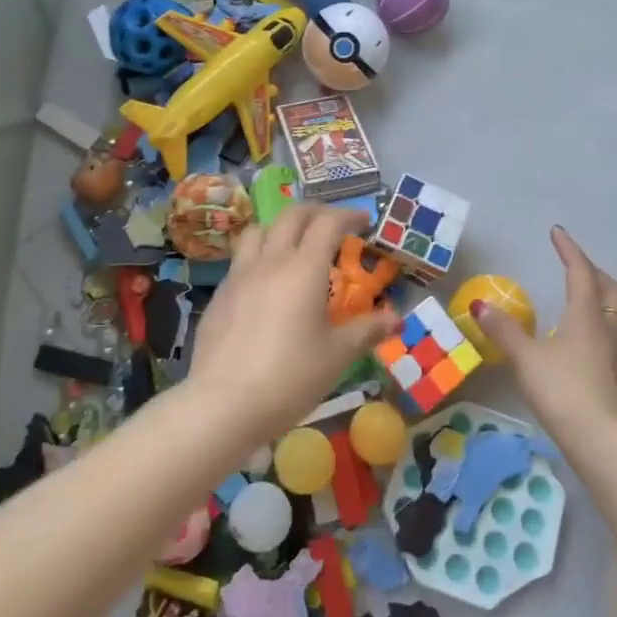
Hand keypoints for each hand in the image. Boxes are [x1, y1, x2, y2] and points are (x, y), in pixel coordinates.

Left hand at [185, 205, 393, 444]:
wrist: (223, 403)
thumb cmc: (290, 377)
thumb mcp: (337, 356)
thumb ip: (367, 331)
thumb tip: (396, 319)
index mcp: (304, 268)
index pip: (328, 223)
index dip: (349, 215)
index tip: (365, 221)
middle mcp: (270, 261)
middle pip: (292, 216)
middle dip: (317, 212)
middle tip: (334, 225)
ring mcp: (239, 275)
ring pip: (259, 230)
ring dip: (281, 228)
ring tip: (294, 246)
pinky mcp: (220, 294)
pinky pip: (241, 259)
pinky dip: (259, 256)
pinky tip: (266, 284)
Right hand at [471, 226, 616, 436]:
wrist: (600, 440)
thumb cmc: (561, 390)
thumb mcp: (525, 358)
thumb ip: (504, 331)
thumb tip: (480, 305)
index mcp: (585, 316)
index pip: (580, 273)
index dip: (569, 250)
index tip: (557, 233)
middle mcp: (608, 330)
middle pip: (612, 291)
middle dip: (595, 273)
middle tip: (577, 268)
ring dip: (613, 304)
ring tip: (598, 303)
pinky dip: (615, 333)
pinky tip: (601, 346)